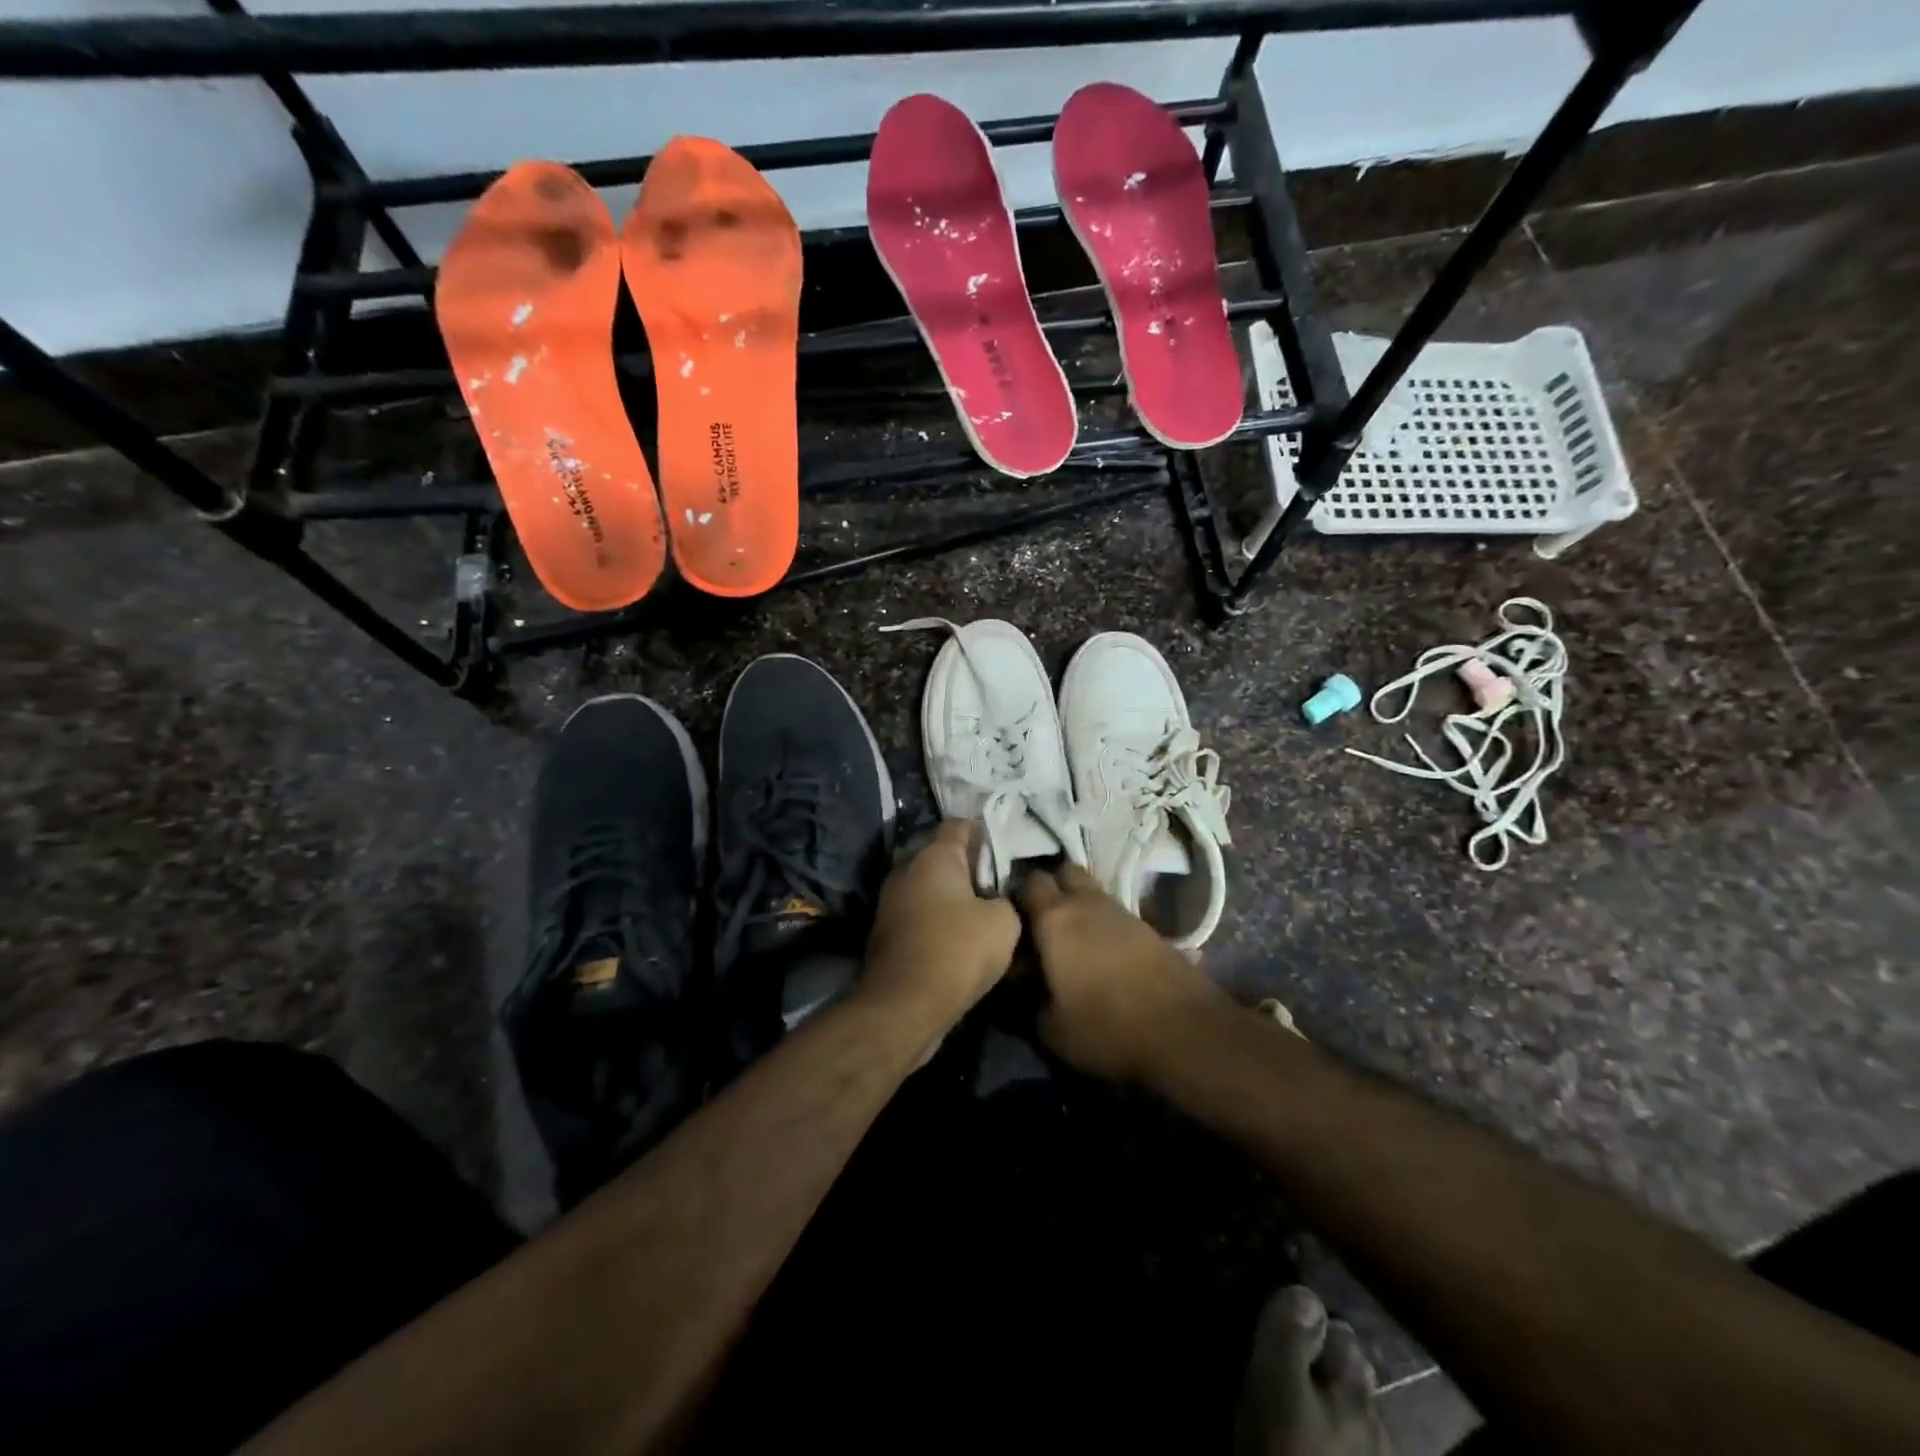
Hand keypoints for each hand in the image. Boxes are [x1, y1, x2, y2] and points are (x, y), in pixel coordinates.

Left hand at [862, 820, 1021, 1020]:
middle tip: (999, 885)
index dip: (985, 832)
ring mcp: (891, 901)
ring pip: (930, 887)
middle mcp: (907, 869)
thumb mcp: (1004, 923)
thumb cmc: (957, 951)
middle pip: (942, 856)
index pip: (960, 825)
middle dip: (969, 867)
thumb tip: (996, 900)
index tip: (1006, 850)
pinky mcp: (886, 931)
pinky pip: (920, 914)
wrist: (904, 1006)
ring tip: (983, 915)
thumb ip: (1005, 899)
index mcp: (934, 856)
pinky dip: (938, 921)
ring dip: (953, 897)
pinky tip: (960, 939)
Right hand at [1016, 863, 1226, 1082]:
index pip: (1028, 882)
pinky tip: (1103, 953)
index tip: (1010, 920)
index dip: (1017, 896)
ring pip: (1092, 892)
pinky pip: (1115, 913)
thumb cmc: (1105, 1027)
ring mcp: (1122, 911)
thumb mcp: (1050, 1028)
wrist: (1184, 1030)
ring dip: (1080, 906)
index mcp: (1054, 918)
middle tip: (1041, 922)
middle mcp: (1086, 903)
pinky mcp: (1148, 926)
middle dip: (1052, 888)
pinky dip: (1104, 924)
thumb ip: (1026, 1000)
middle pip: (1064, 872)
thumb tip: (1019, 984)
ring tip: (1072, 940)